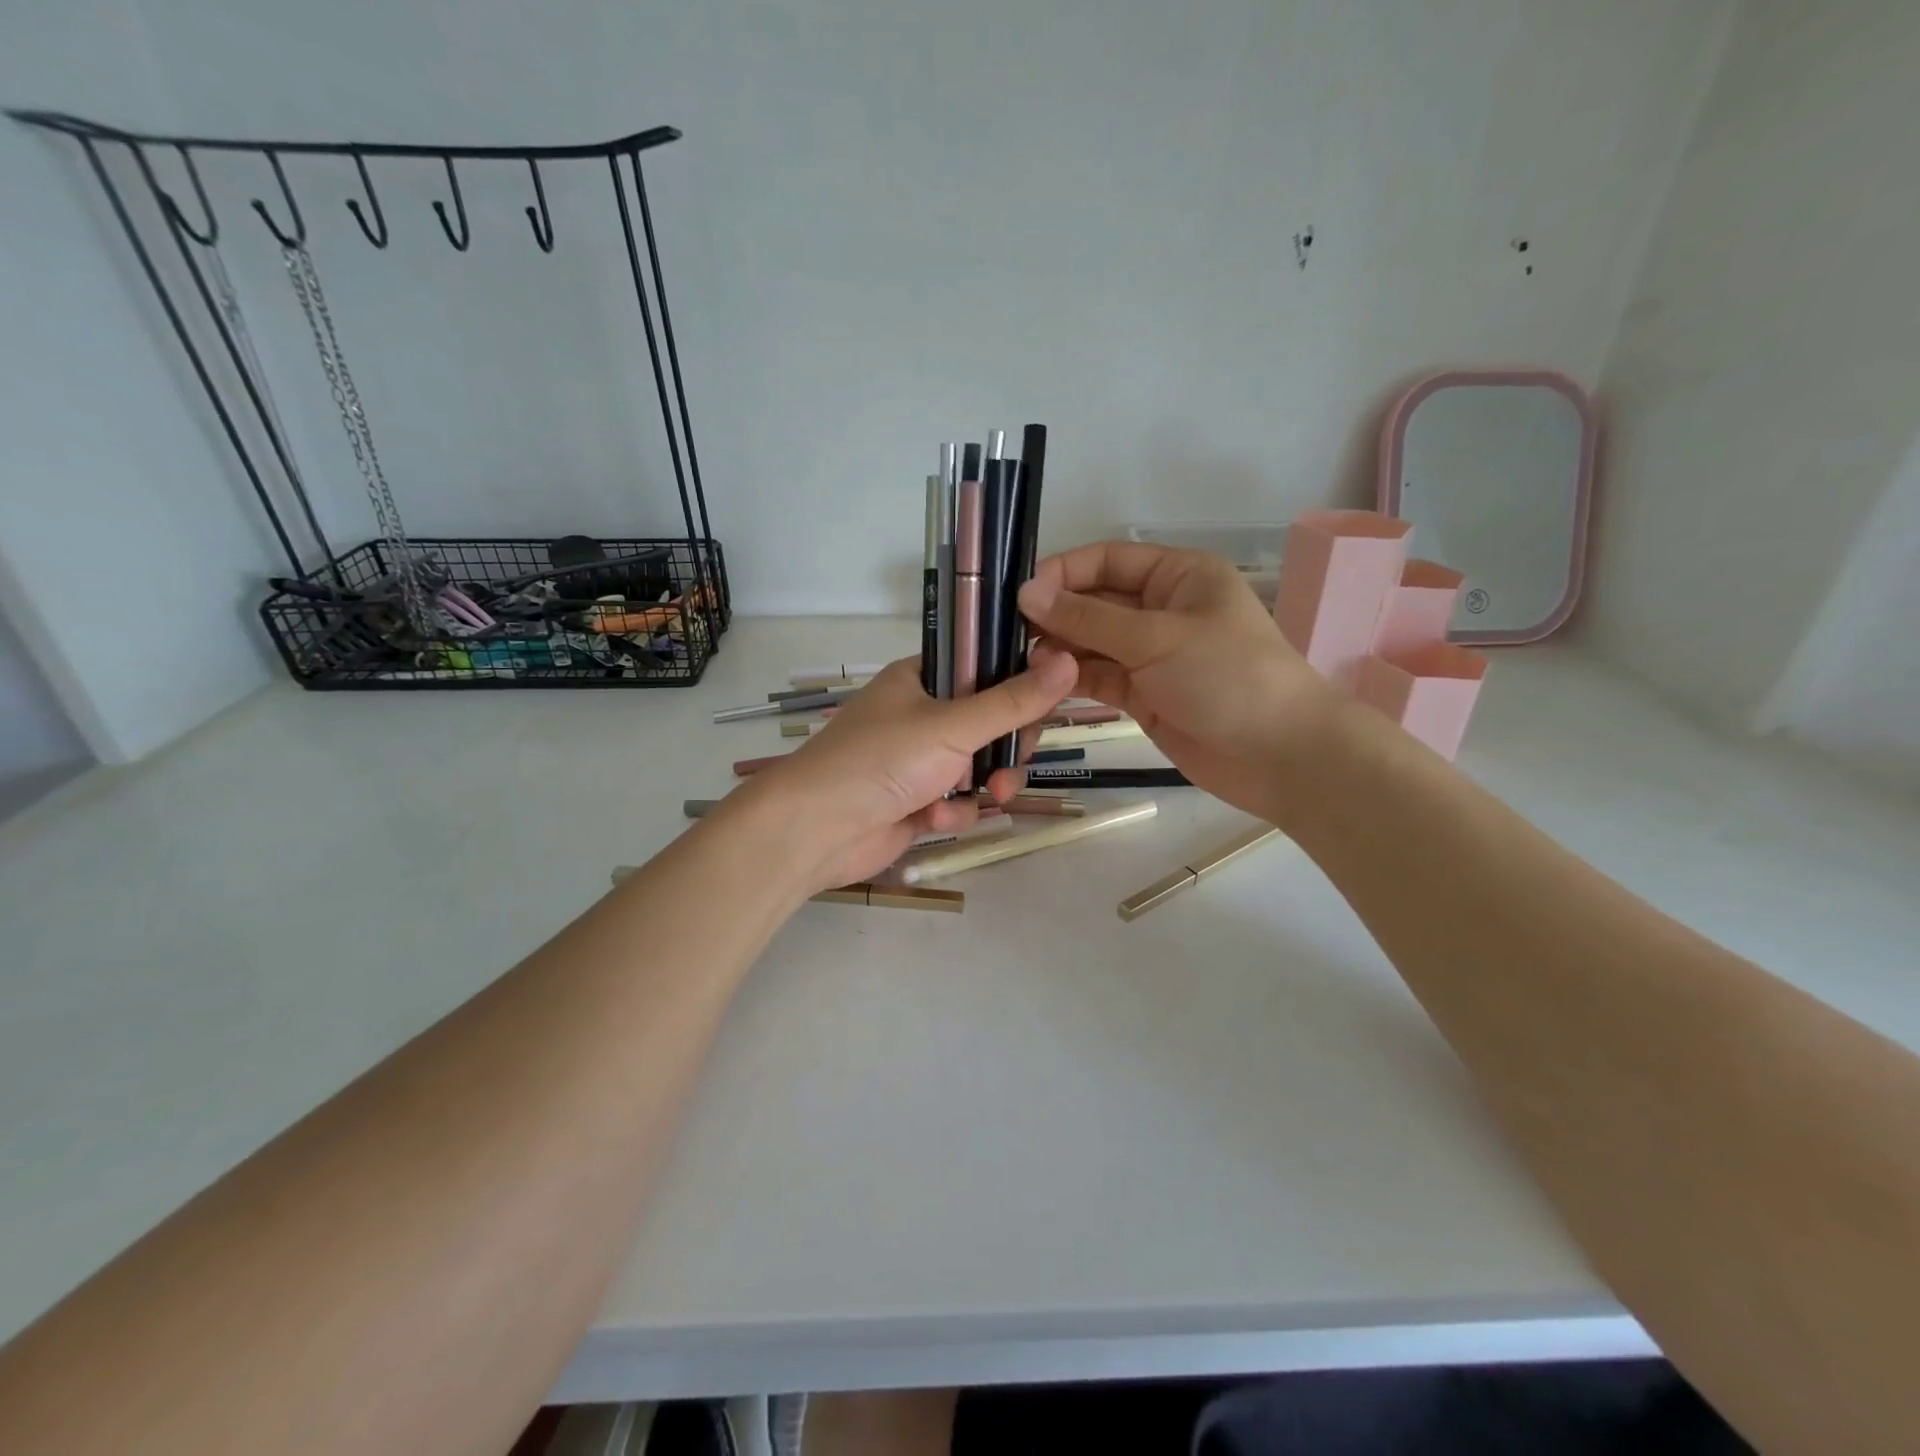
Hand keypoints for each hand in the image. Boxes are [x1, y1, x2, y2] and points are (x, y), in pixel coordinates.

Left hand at [729, 650, 1077, 894]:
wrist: (816, 829)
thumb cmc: (880, 760)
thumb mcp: (952, 726)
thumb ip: (1013, 702)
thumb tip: (1069, 660)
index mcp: (922, 679)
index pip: (986, 668)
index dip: (1019, 683)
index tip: (1048, 701)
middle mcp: (922, 714)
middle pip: (990, 723)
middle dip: (1007, 748)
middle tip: (1013, 762)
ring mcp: (918, 760)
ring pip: (979, 767)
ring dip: (986, 784)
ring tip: (989, 796)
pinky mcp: (916, 801)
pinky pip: (957, 800)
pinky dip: (954, 810)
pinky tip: (935, 818)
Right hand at [1017, 542, 1336, 822]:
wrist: (1279, 755)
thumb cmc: (1227, 677)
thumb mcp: (1156, 638)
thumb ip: (1088, 618)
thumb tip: (1026, 593)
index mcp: (1177, 576)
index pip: (1107, 560)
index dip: (1063, 572)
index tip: (1020, 594)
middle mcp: (1160, 609)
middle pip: (1095, 602)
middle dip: (1055, 615)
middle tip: (1008, 634)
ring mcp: (1150, 655)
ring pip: (1091, 643)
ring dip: (1058, 650)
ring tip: (1022, 663)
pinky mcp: (1142, 694)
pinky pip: (1098, 677)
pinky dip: (1071, 679)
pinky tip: (1040, 684)